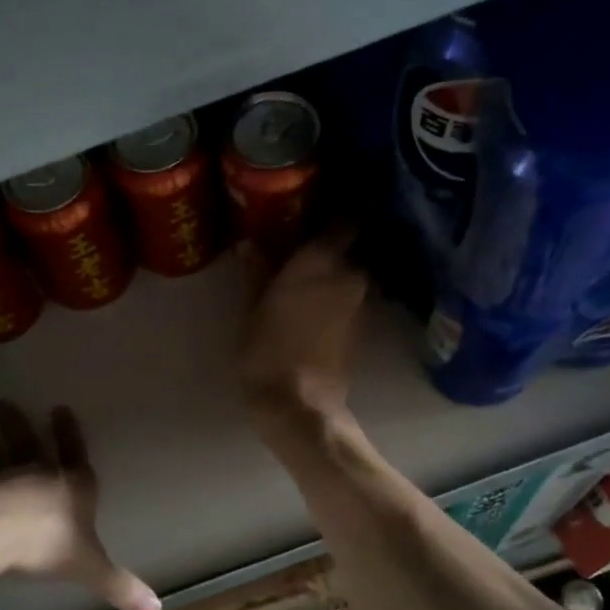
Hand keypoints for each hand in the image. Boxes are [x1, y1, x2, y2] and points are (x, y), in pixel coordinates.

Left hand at [0, 402, 160, 609]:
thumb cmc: (47, 545)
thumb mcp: (90, 568)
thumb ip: (119, 585)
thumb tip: (157, 608)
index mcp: (73, 486)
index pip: (75, 454)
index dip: (69, 433)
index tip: (60, 408)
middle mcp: (40, 474)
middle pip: (30, 445)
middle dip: (18, 427)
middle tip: (0, 404)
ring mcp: (5, 478)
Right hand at [237, 226, 368, 428]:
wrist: (298, 404)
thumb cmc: (268, 349)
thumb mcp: (252, 307)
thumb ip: (257, 272)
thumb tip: (250, 244)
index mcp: (322, 260)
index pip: (345, 218)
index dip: (335, 209)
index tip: (317, 206)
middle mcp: (349, 274)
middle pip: (345, 247)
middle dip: (327, 244)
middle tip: (296, 243)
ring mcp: (358, 302)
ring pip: (346, 273)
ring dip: (329, 271)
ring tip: (298, 273)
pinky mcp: (359, 327)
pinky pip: (345, 297)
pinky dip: (331, 294)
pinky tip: (307, 301)